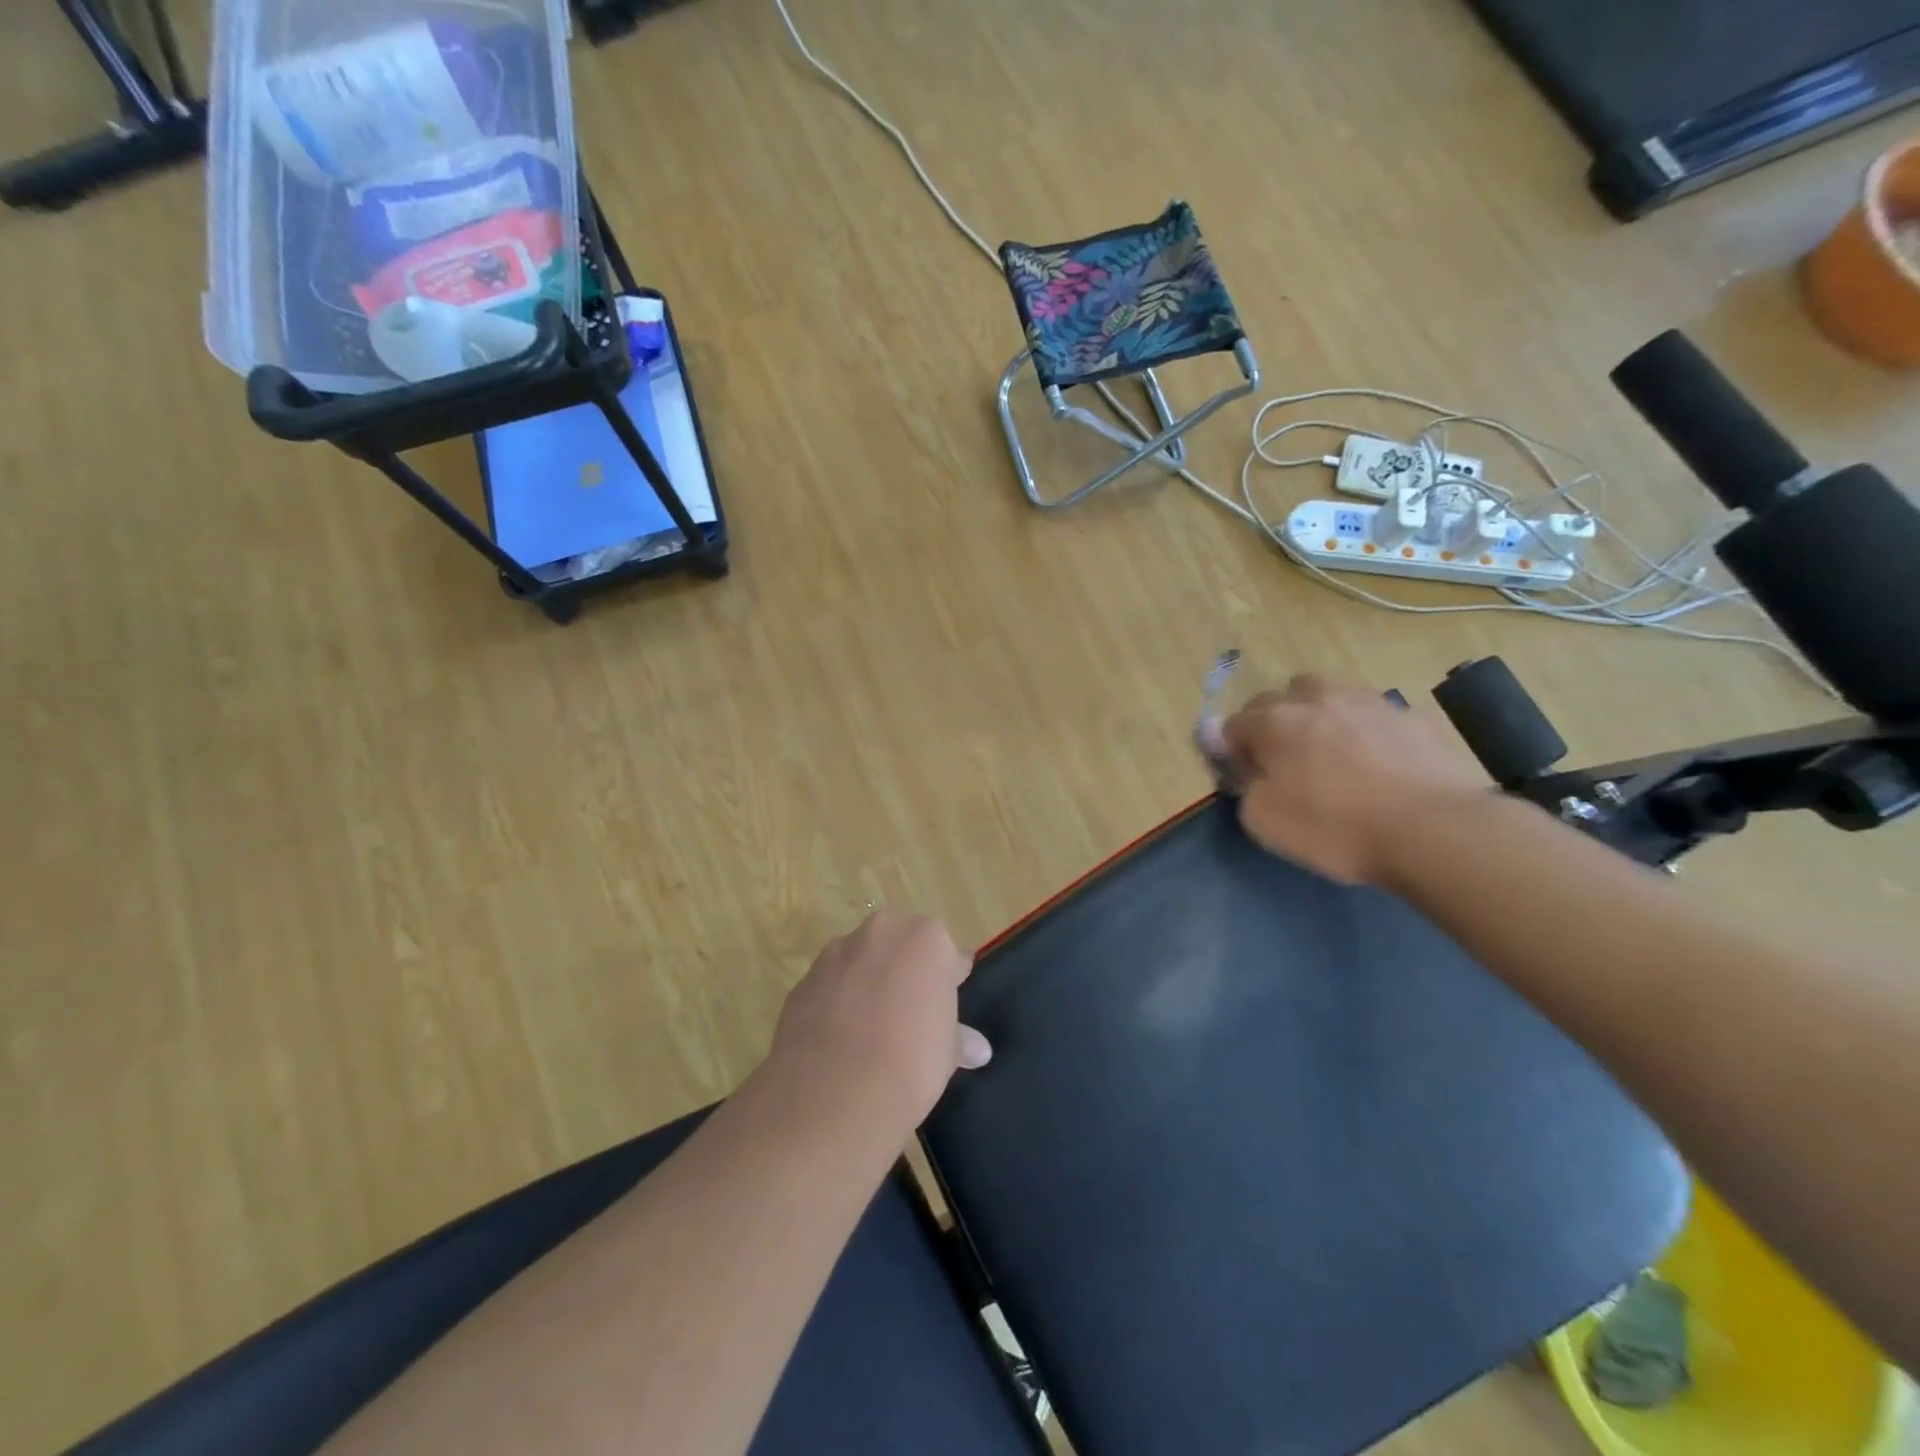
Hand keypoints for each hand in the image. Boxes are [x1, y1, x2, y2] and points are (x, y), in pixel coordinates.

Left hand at [772, 912, 991, 1133]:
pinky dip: (836, 1003)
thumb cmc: (910, 1060)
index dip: (950, 981)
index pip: (949, 954)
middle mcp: (881, 932)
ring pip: (862, 961)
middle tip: (911, 1016)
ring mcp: (836, 953)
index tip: (947, 1007)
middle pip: (901, 945)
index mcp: (927, 938)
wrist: (833, 1092)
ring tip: (871, 1030)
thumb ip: (959, 1038)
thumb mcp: (947, 1053)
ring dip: (868, 983)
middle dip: (905, 972)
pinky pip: (831, 986)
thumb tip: (978, 1049)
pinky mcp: (804, 980)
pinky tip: (841, 1041)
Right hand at [1222, 673, 1489, 884]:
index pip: (1232, 725)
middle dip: (1271, 725)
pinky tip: (1375, 763)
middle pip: (1277, 699)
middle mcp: (1315, 697)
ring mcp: (1367, 701)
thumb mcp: (1264, 822)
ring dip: (1317, 716)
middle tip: (1283, 764)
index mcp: (1273, 721)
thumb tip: (1248, 771)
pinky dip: (1361, 730)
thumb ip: (1244, 788)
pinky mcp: (1410, 716)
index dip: (1231, 752)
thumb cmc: (1336, 827)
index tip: (1244, 778)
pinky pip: (1370, 715)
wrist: (1434, 829)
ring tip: (1329, 753)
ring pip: (1326, 695)